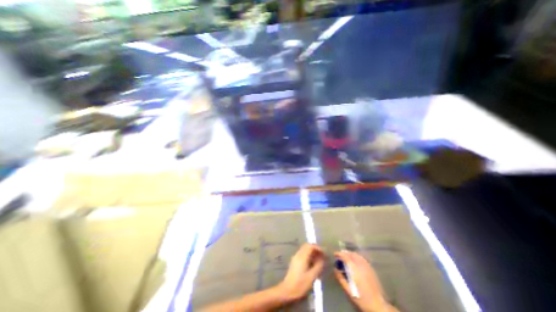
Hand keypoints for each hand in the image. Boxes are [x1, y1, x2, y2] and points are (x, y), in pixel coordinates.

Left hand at [276, 242, 326, 301]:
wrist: (287, 291)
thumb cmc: (300, 285)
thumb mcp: (312, 277)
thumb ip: (318, 266)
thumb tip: (322, 258)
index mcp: (302, 256)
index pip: (310, 246)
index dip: (318, 248)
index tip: (324, 253)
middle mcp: (298, 254)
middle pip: (307, 246)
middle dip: (315, 249)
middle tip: (322, 256)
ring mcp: (295, 257)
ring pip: (305, 250)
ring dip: (312, 253)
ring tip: (319, 261)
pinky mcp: (294, 262)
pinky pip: (303, 254)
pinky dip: (309, 256)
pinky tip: (312, 265)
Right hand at [334, 252, 399, 311]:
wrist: (378, 306)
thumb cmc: (361, 298)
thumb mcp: (348, 291)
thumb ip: (341, 278)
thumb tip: (335, 269)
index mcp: (355, 269)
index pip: (345, 257)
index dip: (339, 254)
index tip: (335, 254)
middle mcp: (361, 265)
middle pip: (351, 254)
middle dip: (344, 253)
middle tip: (340, 256)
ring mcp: (367, 266)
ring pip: (357, 255)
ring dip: (350, 254)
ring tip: (346, 257)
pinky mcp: (371, 269)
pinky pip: (362, 258)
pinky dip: (356, 256)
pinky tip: (355, 261)